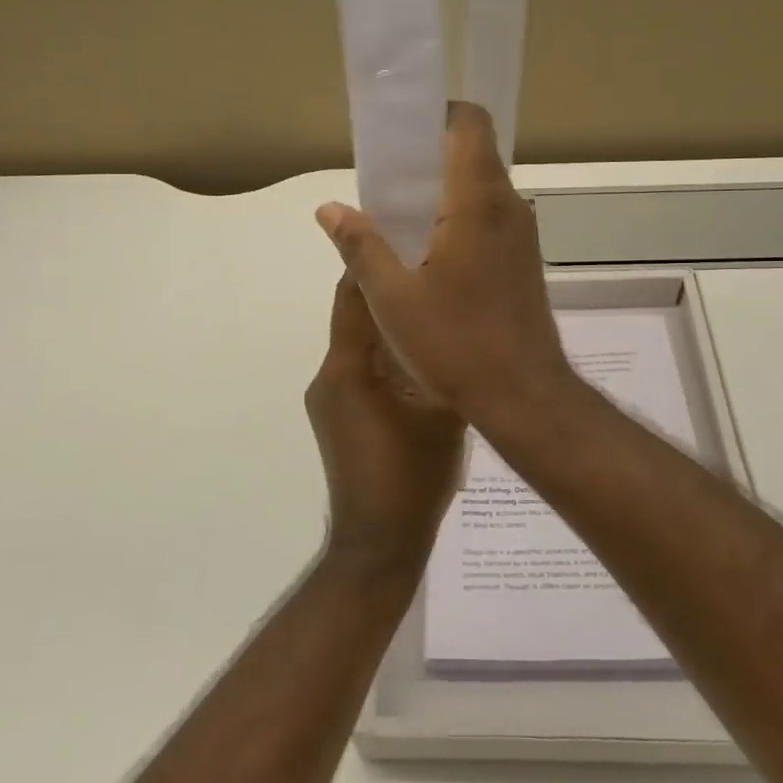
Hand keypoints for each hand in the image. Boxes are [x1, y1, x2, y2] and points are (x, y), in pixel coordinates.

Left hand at [306, 273, 466, 579]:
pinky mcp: (339, 419)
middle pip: (356, 317)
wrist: (378, 543)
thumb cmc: (411, 475)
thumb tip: (453, 324)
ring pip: (360, 345)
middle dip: (388, 292)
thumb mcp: (440, 411)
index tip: (406, 238)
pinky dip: (385, 357)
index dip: (376, 264)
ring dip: (390, 327)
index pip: (354, 297)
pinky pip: (361, 372)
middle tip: (430, 272)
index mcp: (347, 367)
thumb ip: (441, 362)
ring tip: (433, 312)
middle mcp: (329, 376)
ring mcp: (330, 399)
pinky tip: (421, 360)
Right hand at [314, 103, 573, 423]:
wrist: (523, 396)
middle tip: (385, 183)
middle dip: (428, 158)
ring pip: (481, 189)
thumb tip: (329, 208)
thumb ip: (360, 245)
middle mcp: (509, 207)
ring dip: (443, 193)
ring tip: (399, 221)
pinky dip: (459, 219)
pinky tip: (428, 256)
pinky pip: (489, 219)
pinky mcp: (524, 261)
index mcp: (478, 201)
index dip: (435, 115)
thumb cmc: (456, 344)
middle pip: (472, 154)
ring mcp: (522, 235)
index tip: (400, 136)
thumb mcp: (392, 297)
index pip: (469, 123)